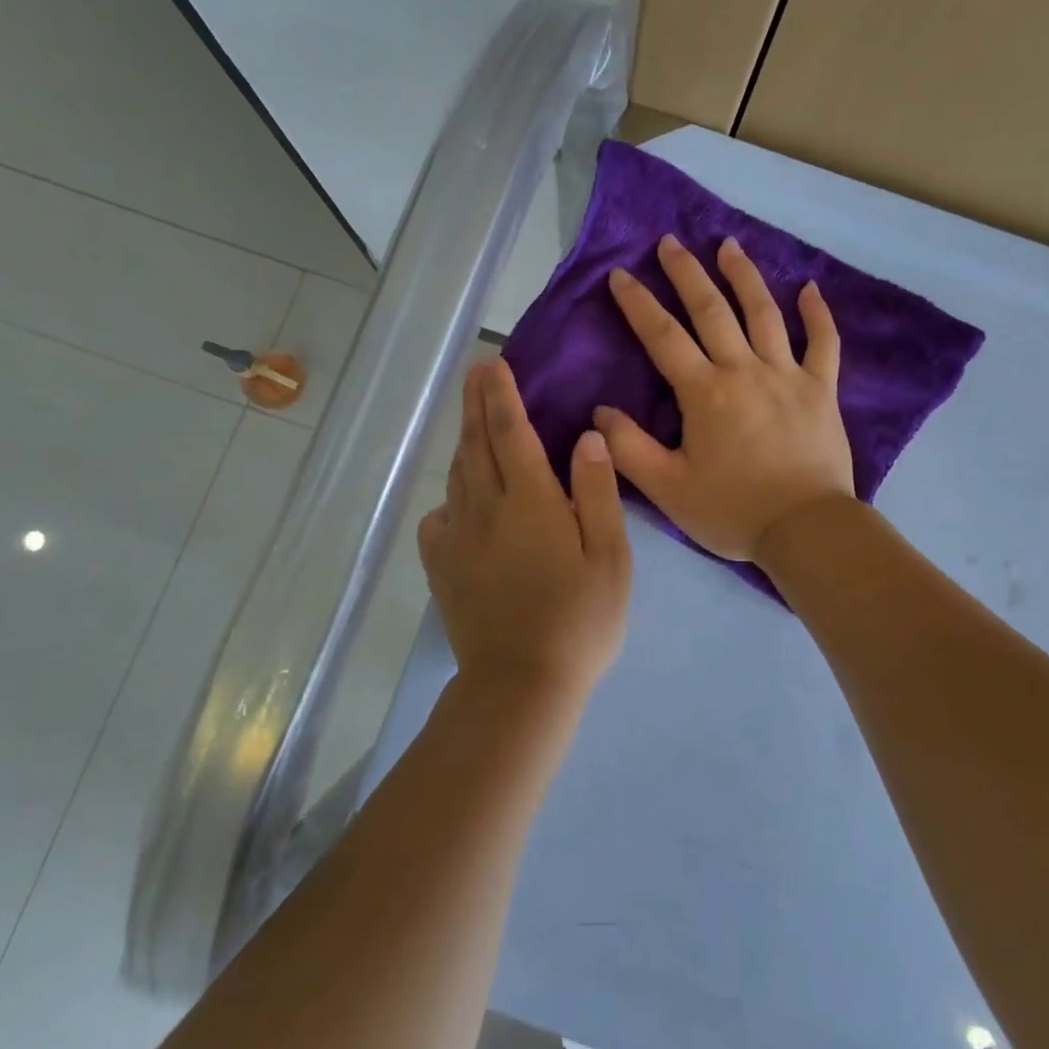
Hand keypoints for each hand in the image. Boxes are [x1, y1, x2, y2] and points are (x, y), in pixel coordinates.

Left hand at [419, 358, 631, 700]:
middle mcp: (486, 508)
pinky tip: (456, 502)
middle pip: (477, 445)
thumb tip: (586, 437)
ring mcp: (459, 538)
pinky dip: (448, 500)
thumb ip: (596, 493)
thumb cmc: (579, 620)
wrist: (521, 684)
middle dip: (476, 405)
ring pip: (458, 477)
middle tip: (475, 374)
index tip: (494, 364)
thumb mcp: (610, 556)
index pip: (511, 432)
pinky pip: (438, 520)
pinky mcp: (442, 569)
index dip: (502, 395)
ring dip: (463, 442)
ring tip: (469, 420)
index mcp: (530, 500)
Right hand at [596, 234, 854, 561]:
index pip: (663, 336)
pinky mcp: (822, 390)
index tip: (620, 274)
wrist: (806, 529)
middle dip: (687, 273)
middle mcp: (745, 370)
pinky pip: (823, 343)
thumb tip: (600, 413)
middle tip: (670, 242)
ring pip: (764, 314)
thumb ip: (630, 449)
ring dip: (744, 276)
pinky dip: (817, 314)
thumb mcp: (668, 488)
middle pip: (712, 310)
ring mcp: (788, 375)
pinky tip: (809, 288)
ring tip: (729, 244)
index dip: (638, 303)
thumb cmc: (732, 510)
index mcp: (705, 392)